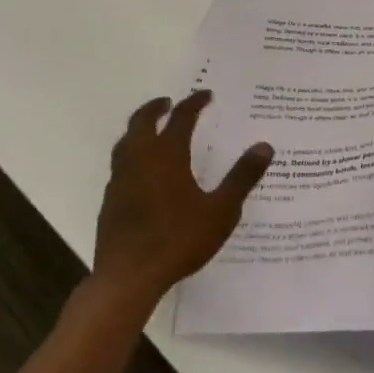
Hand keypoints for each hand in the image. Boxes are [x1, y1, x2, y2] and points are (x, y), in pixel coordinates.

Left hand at [93, 91, 272, 307]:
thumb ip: (242, 177)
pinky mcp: (109, 200)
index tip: (206, 95)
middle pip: (142, 120)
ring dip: (139, 128)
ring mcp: (120, 179)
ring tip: (152, 130)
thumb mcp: (221, 211)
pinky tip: (140, 171)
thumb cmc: (178, 240)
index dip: (194, 102)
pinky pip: (120, 164)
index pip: (182, 117)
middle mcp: (140, 158)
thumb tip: (265, 146)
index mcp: (167, 154)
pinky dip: (131, 154)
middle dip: (156, 108)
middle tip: (169, 103)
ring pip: (126, 140)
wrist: (127, 278)